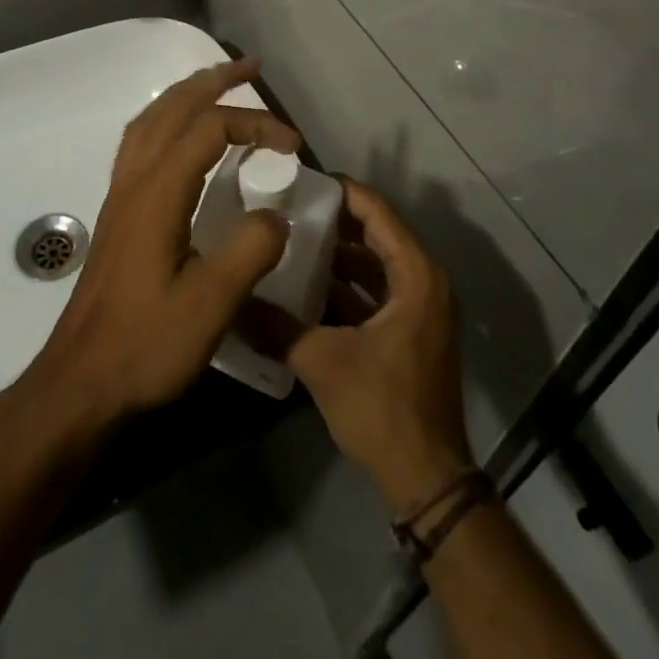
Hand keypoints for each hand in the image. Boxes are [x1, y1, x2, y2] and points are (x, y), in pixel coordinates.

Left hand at [22, 58, 299, 433]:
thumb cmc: (145, 345)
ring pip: (151, 119)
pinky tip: (180, 135)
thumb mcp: (210, 305)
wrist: (81, 381)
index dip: (255, 124)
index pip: (210, 129)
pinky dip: (166, 117)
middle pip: (173, 107)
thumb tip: (276, 215)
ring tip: (218, 84)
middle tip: (251, 67)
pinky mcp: (118, 210)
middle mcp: (135, 179)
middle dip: (214, 80)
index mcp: (158, 191)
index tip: (293, 145)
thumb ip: (250, 251)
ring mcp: (120, 192)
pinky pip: (140, 140)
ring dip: (186, 93)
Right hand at [246, 179, 474, 514]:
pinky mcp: (411, 331)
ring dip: (340, 254)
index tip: (301, 180)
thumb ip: (277, 328)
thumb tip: (232, 303)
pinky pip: (379, 290)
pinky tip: (308, 286)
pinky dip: (348, 285)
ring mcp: (421, 308)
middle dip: (335, 221)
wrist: (426, 478)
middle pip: (377, 233)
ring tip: (292, 240)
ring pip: (377, 263)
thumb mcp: (323, 362)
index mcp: (416, 275)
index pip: (377, 212)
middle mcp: (425, 281)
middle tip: (289, 207)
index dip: (341, 192)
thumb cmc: (382, 407)